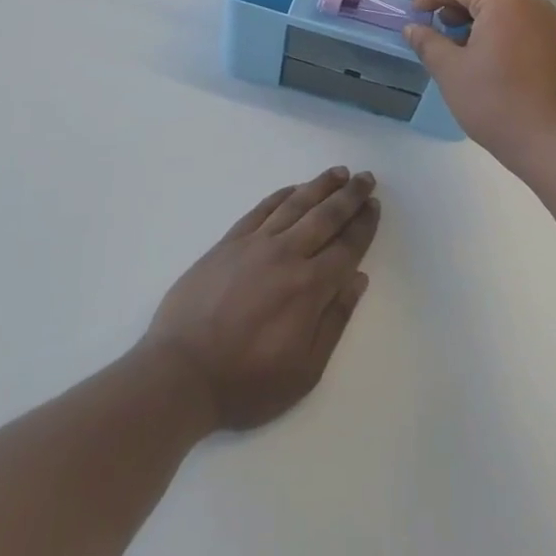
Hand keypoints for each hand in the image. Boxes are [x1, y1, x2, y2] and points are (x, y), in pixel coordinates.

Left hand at [143, 166, 379, 431]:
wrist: (180, 373)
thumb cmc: (246, 382)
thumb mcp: (304, 372)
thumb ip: (335, 321)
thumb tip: (358, 279)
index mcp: (309, 287)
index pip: (346, 247)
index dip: (364, 224)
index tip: (375, 205)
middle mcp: (286, 255)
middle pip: (325, 216)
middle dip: (350, 195)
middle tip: (366, 177)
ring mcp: (255, 244)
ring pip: (295, 204)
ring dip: (320, 186)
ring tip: (339, 173)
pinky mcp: (228, 242)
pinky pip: (262, 209)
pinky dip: (282, 195)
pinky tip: (294, 188)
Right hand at [404, 0, 555, 168]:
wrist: (552, 144)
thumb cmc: (496, 103)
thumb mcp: (451, 72)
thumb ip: (428, 42)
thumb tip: (413, 28)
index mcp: (504, 0)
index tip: (413, 13)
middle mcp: (528, 2)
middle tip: (423, 19)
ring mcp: (543, 22)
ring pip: (497, 3)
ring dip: (467, 13)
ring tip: (445, 38)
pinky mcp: (549, 42)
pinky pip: (512, 20)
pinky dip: (488, 26)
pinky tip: (472, 51)